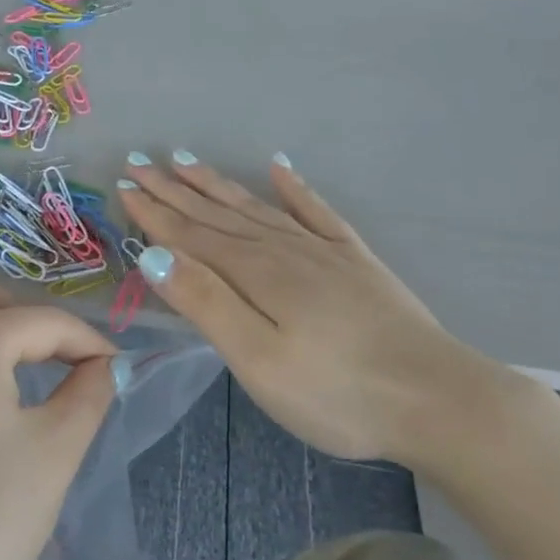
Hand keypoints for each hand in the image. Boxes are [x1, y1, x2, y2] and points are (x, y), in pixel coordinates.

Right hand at [116, 153, 525, 475]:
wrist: (434, 399)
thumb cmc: (335, 392)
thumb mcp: (257, 359)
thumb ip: (206, 302)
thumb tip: (153, 254)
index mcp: (256, 273)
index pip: (191, 234)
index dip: (154, 211)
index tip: (125, 183)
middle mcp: (284, 249)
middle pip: (218, 214)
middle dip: (176, 189)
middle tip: (142, 161)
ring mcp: (323, 251)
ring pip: (257, 207)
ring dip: (219, 184)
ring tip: (188, 160)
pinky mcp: (355, 261)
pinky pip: (317, 212)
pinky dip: (294, 188)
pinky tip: (280, 167)